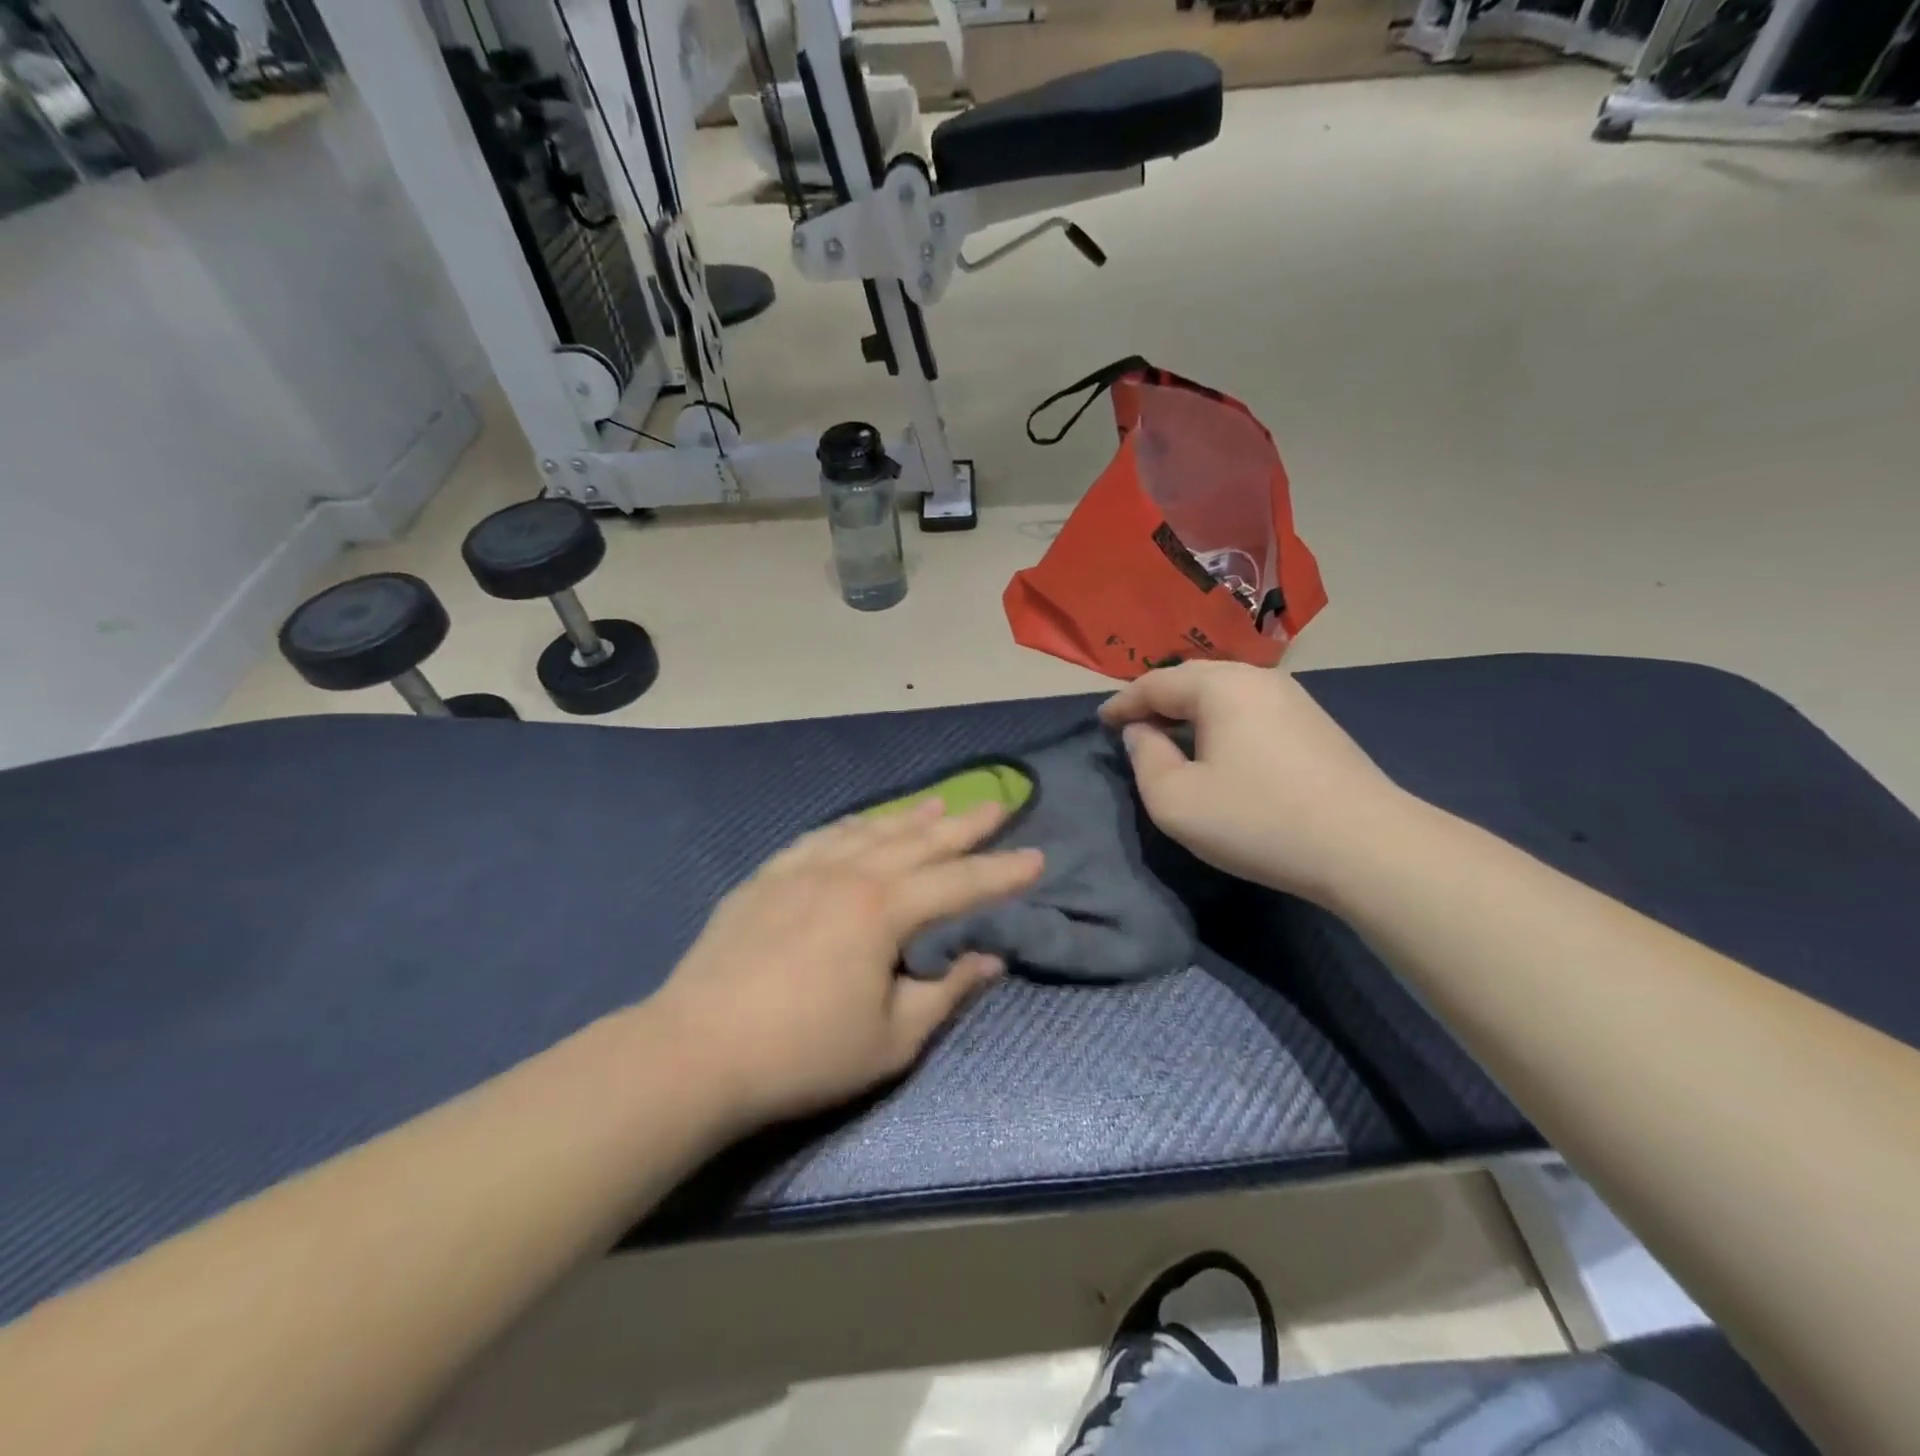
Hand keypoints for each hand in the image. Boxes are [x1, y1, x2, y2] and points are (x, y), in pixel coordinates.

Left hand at [649, 800, 1043, 1130]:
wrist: (696, 1050)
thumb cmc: (803, 1053)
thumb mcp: (892, 1039)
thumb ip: (946, 992)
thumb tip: (990, 959)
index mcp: (884, 910)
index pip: (959, 882)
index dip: (1002, 871)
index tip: (1037, 856)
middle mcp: (849, 873)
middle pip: (919, 841)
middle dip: (964, 824)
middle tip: (997, 803)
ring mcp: (803, 869)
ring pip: (870, 831)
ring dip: (909, 817)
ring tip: (939, 803)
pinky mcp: (767, 877)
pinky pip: (821, 837)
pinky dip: (852, 825)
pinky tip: (861, 822)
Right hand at [1100, 662, 1408, 902]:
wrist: (1367, 846)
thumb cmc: (1257, 819)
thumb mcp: (1176, 800)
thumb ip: (1145, 759)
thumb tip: (1141, 733)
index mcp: (1219, 686)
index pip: (1155, 683)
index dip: (1122, 703)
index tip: (1100, 722)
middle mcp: (1257, 678)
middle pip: (1192, 679)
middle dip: (1156, 700)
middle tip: (1132, 726)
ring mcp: (1293, 698)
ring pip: (1225, 692)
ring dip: (1191, 710)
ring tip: (1171, 736)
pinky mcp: (1315, 724)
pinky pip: (1250, 709)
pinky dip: (1222, 721)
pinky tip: (1219, 749)